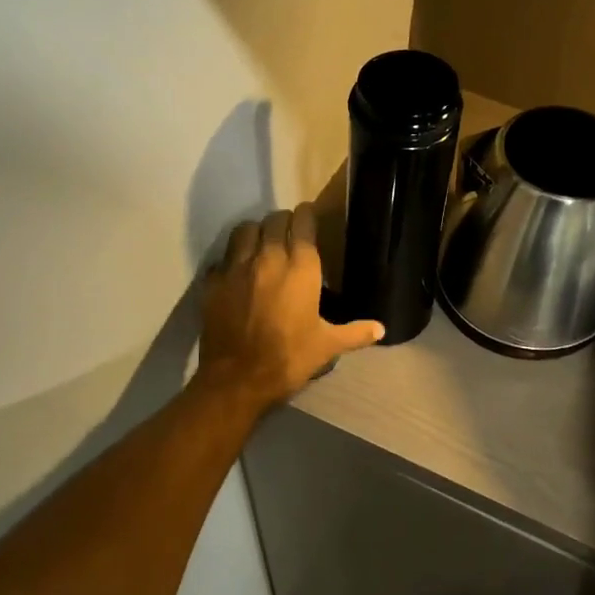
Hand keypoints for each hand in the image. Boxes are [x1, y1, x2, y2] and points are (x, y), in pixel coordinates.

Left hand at [198, 203, 383, 408]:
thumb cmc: (289, 359)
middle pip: (273, 220)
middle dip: (283, 221)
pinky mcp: (212, 282)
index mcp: (300, 268)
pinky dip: (231, 259)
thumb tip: (381, 329)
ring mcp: (236, 268)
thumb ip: (355, 333)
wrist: (237, 379)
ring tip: (261, 242)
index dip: (307, 215)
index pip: (302, 223)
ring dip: (255, 231)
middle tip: (288, 231)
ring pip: (244, 230)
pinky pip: (223, 258)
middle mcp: (267, 258)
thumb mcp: (327, 346)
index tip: (309, 216)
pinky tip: (237, 271)